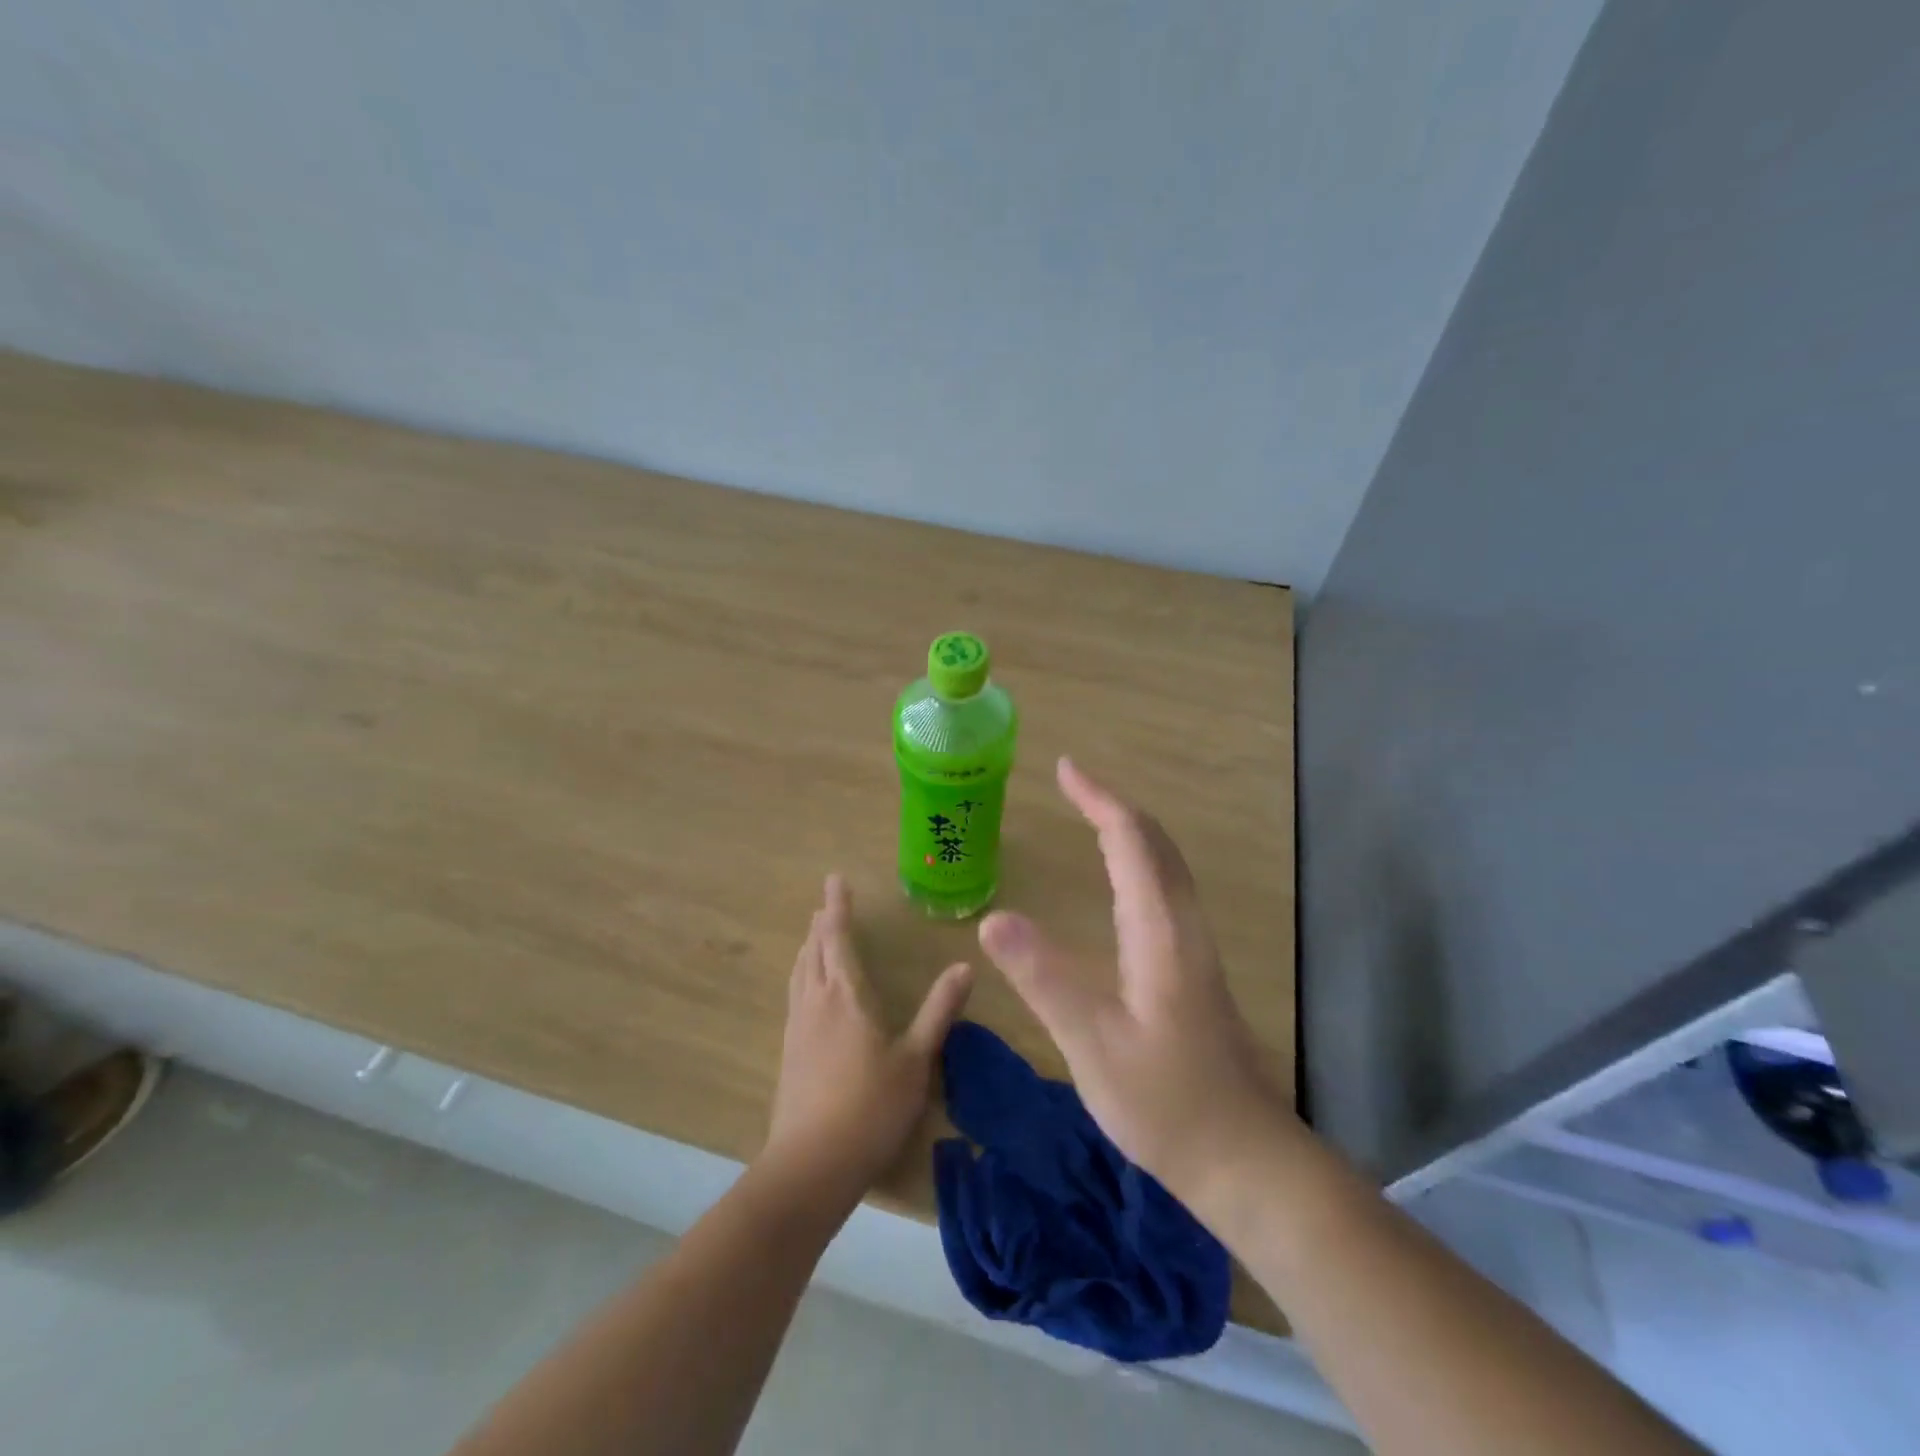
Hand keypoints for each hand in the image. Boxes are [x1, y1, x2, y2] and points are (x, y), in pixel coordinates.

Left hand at [763, 874, 972, 1199]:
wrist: (811, 1164)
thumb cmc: (871, 1107)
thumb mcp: (916, 1058)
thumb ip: (939, 1011)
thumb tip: (964, 967)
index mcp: (847, 995)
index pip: (838, 937)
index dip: (838, 907)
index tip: (835, 879)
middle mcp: (817, 1001)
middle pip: (814, 949)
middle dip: (822, 923)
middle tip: (828, 903)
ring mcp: (798, 1026)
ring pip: (800, 971)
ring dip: (809, 946)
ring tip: (815, 935)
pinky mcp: (789, 1050)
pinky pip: (795, 993)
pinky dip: (803, 973)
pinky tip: (807, 989)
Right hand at [977, 758, 1290, 1203]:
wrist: (1243, 1156)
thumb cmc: (1166, 1103)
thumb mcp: (1093, 1045)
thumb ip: (1044, 979)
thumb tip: (992, 917)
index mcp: (1160, 931)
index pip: (1131, 842)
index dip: (1098, 799)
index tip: (1065, 769)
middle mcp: (1183, 926)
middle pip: (1156, 843)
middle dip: (1113, 805)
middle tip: (1072, 783)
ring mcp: (1195, 946)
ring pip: (1166, 865)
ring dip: (1130, 830)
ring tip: (1091, 816)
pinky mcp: (1195, 968)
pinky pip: (1166, 889)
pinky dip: (1139, 860)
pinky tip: (1122, 881)